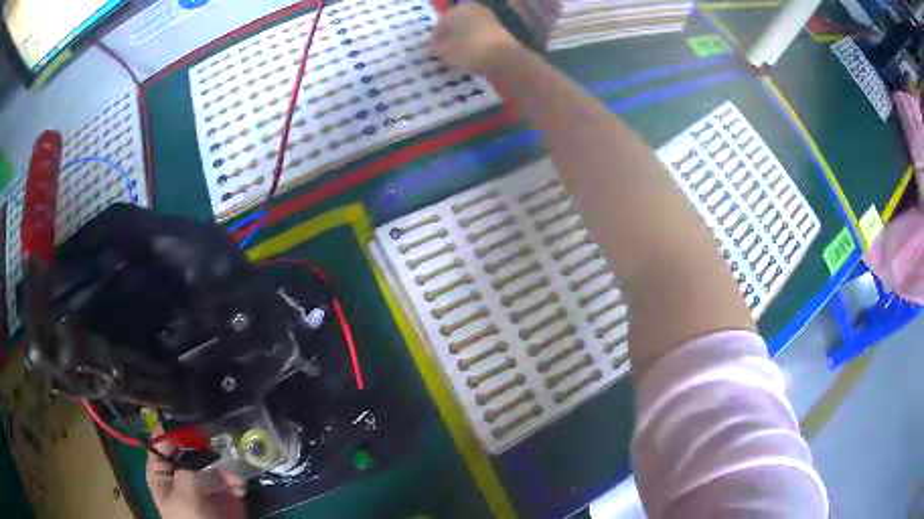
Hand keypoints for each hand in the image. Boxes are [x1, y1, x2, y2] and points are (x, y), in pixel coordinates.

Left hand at [147, 441, 246, 518]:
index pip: (160, 448)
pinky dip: (236, 482)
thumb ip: (193, 469)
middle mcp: (183, 480)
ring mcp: (205, 491)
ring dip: (224, 467)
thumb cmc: (190, 518)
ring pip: (214, 467)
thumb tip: (210, 462)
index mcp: (163, 477)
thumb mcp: (185, 490)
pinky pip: (231, 484)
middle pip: (190, 455)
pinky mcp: (226, 501)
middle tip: (215, 445)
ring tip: (233, 475)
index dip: (171, 436)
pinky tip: (239, 485)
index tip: (188, 428)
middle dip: (205, 451)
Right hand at [429, 4, 522, 73]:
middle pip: (456, 24)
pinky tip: (475, 55)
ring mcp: (488, 17)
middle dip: (451, 37)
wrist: (503, 57)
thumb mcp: (445, 52)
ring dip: (464, 40)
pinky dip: (477, 43)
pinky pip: (481, 35)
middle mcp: (472, 9)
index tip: (434, 52)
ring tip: (461, 56)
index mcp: (455, 10)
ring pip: (470, 29)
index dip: (436, 39)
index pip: (440, 24)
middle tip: (447, 53)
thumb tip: (430, 47)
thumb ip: (435, 48)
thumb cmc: (468, 50)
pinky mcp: (500, 28)